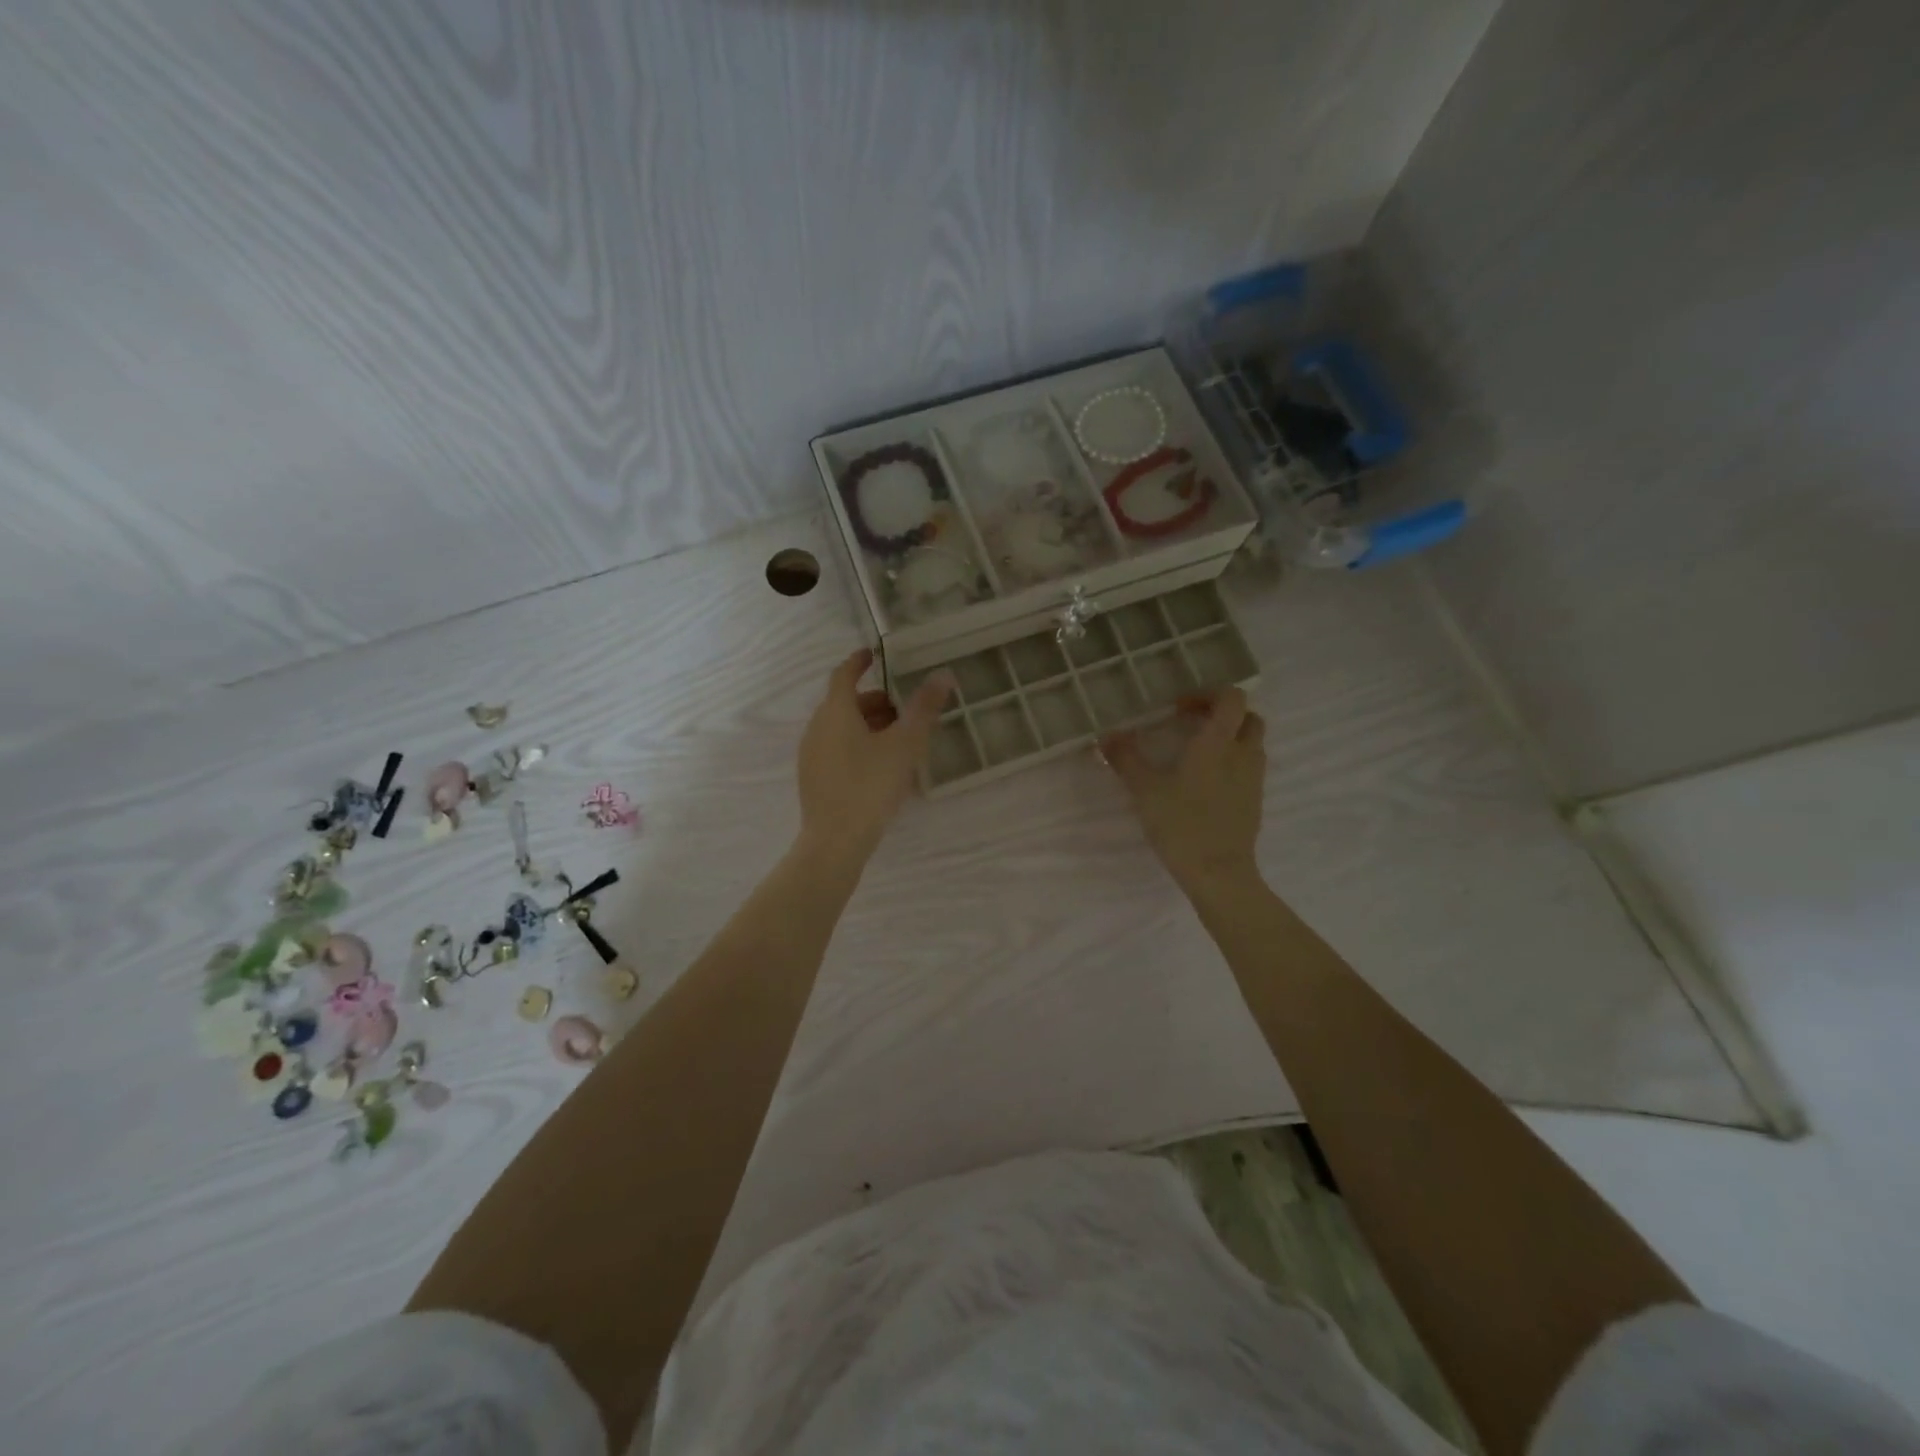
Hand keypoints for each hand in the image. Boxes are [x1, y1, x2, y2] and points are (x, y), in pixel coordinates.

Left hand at [797, 649, 954, 864]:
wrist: (836, 841)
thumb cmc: (871, 786)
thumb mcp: (905, 745)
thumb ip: (924, 708)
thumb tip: (943, 675)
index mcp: (835, 712)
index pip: (843, 675)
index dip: (858, 662)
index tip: (874, 655)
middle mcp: (817, 727)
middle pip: (844, 703)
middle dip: (873, 701)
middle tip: (903, 709)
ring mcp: (811, 754)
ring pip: (840, 727)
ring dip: (866, 724)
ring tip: (897, 740)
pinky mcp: (812, 778)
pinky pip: (835, 748)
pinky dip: (856, 744)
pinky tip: (879, 766)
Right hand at [1102, 688, 1266, 894]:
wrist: (1219, 873)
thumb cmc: (1181, 824)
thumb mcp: (1145, 790)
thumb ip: (1126, 759)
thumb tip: (1106, 735)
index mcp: (1218, 743)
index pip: (1231, 698)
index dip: (1207, 694)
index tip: (1179, 709)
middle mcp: (1242, 754)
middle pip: (1247, 718)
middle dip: (1222, 715)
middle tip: (1192, 726)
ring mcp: (1253, 779)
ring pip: (1251, 744)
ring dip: (1229, 739)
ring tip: (1197, 754)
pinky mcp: (1255, 802)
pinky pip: (1248, 770)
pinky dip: (1231, 765)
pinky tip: (1204, 784)